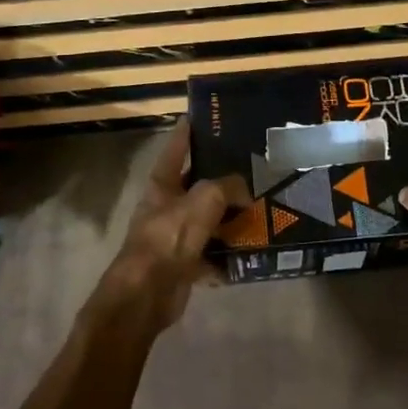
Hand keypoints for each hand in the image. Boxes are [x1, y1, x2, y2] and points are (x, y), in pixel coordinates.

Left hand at [96, 120, 247, 327]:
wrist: (147, 292)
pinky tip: (250, 252)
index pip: (176, 147)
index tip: (201, 116)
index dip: (188, 130)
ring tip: (260, 209)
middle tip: (251, 167)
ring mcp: (174, 235)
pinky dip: (227, 255)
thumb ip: (227, 187)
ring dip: (229, 219)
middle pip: (196, 185)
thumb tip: (244, 192)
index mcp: (162, 183)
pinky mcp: (183, 263)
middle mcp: (166, 206)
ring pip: (207, 220)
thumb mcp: (204, 200)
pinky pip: (211, 254)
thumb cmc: (170, 236)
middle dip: (221, 178)